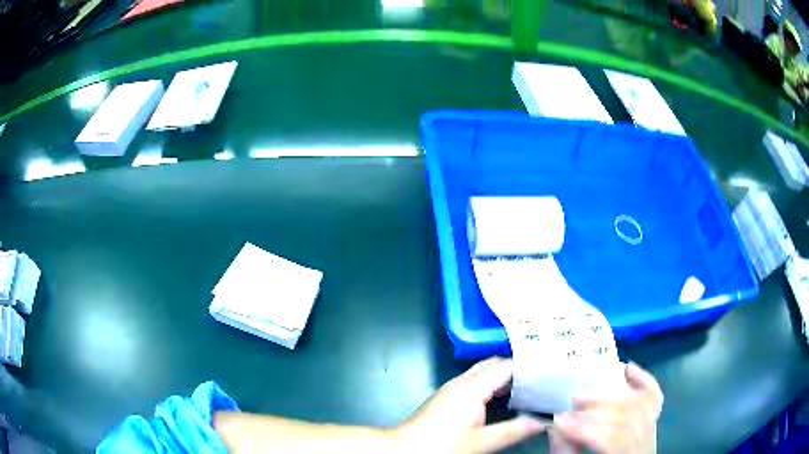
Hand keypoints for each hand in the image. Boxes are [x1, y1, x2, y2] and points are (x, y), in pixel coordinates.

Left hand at [397, 357, 546, 453]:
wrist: (404, 449)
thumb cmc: (442, 445)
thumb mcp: (482, 442)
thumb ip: (514, 431)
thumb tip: (542, 422)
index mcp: (471, 387)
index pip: (505, 365)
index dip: (528, 366)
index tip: (549, 370)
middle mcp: (461, 381)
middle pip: (493, 365)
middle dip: (517, 369)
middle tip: (541, 378)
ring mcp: (451, 388)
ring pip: (483, 373)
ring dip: (504, 378)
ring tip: (530, 387)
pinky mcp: (446, 397)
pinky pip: (474, 383)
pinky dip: (492, 386)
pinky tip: (504, 400)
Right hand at [553, 363, 662, 453]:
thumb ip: (566, 452)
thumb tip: (557, 428)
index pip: (612, 438)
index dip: (585, 427)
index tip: (559, 419)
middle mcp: (646, 444)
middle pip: (628, 417)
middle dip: (600, 406)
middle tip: (574, 400)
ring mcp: (653, 431)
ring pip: (640, 404)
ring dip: (615, 393)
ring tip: (590, 391)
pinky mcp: (653, 423)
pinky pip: (654, 399)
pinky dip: (644, 381)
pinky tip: (628, 369)